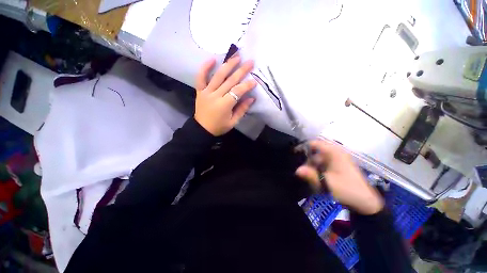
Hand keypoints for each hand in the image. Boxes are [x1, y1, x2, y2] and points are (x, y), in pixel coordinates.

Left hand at [194, 56, 256, 135]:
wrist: (202, 129)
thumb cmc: (219, 127)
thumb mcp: (233, 122)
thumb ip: (242, 109)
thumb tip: (251, 98)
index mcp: (224, 105)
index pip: (237, 91)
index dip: (247, 85)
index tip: (254, 81)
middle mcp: (215, 96)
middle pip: (229, 81)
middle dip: (241, 71)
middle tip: (250, 62)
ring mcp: (206, 92)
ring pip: (218, 76)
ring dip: (228, 65)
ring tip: (236, 57)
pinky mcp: (200, 91)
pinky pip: (200, 77)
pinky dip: (205, 68)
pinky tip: (212, 59)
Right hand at [296, 140, 383, 214]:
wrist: (366, 203)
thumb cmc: (348, 190)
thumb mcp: (328, 183)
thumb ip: (311, 176)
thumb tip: (297, 170)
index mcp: (334, 153)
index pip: (315, 143)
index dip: (303, 147)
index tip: (294, 154)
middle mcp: (335, 153)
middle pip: (315, 152)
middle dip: (307, 160)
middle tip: (301, 170)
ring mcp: (337, 160)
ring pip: (318, 159)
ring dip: (311, 166)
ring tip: (307, 176)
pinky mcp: (337, 167)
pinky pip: (323, 164)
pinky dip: (317, 169)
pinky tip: (315, 178)